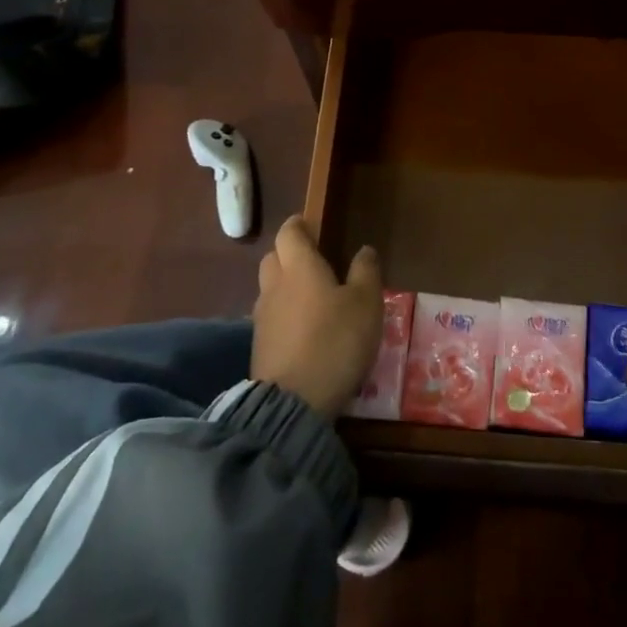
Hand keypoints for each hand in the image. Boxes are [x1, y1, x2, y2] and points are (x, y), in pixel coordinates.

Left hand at [252, 216, 383, 417]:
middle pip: (273, 258)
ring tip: (312, 297)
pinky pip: (271, 317)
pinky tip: (304, 329)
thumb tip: (364, 249)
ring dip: (286, 286)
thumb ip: (366, 272)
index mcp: (299, 267)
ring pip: (270, 289)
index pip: (289, 233)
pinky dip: (284, 315)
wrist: (294, 401)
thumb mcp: (366, 303)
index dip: (298, 225)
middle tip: (314, 260)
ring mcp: (262, 318)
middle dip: (289, 253)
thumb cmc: (335, 340)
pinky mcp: (260, 347)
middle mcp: (274, 286)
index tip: (311, 225)